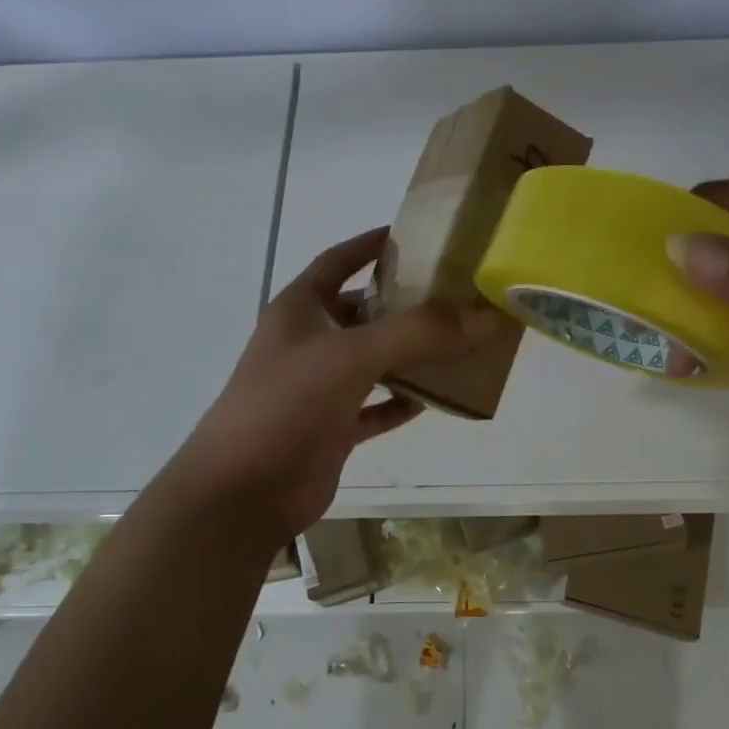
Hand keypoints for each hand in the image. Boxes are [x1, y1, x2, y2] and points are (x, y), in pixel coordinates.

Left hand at [179, 228, 501, 542]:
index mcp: (300, 309)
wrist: (242, 494)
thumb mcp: (353, 356)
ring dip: (410, 353)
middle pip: (362, 311)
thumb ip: (420, 333)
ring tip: (460, 341)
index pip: (338, 261)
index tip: (414, 235)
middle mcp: (309, 342)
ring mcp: (319, 387)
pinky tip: (436, 398)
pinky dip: (401, 401)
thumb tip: (486, 317)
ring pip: (373, 360)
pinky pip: (375, 406)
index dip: (370, 244)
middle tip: (456, 294)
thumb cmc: (288, 405)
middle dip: (404, 302)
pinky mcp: (331, 427)